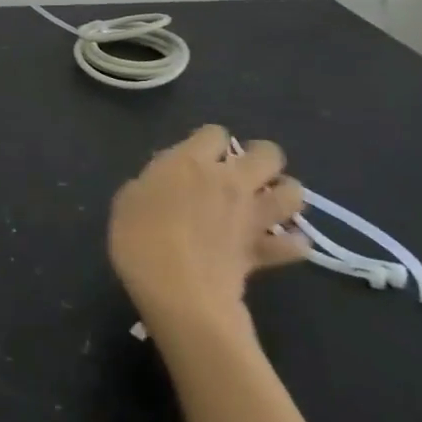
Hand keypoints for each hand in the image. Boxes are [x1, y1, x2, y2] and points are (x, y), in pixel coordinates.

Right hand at [109, 125, 308, 335]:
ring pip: (293, 192)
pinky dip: (292, 243)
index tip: (197, 154)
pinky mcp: (262, 251)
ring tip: (268, 201)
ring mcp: (251, 216)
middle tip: (243, 171)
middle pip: (267, 153)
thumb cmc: (139, 236)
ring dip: (285, 193)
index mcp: (191, 162)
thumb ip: (152, 182)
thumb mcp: (127, 199)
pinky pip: (293, 244)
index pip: (213, 133)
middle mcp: (229, 181)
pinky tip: (282, 244)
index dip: (208, 141)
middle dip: (259, 156)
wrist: (175, 288)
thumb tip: (166, 181)